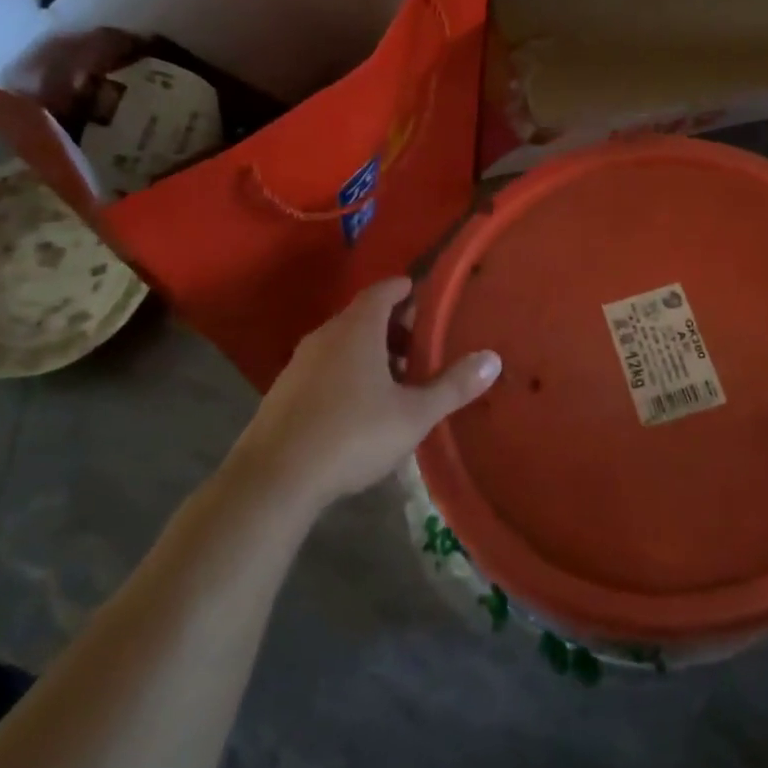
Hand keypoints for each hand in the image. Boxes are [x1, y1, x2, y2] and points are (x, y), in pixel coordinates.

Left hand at [233, 278, 500, 512]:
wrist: (275, 478)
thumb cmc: (353, 435)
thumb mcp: (414, 414)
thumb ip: (453, 386)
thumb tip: (493, 359)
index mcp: (357, 329)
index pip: (383, 291)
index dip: (404, 290)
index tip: (422, 296)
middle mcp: (325, 336)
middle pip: (363, 316)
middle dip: (393, 326)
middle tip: (420, 345)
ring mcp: (300, 363)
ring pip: (342, 343)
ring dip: (370, 351)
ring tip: (396, 379)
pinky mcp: (284, 392)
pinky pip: (324, 367)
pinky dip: (346, 372)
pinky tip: (359, 406)